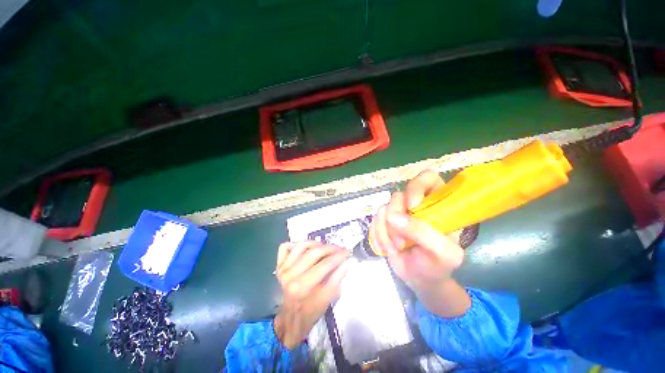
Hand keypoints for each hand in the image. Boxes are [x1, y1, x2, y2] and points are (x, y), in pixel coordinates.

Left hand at [273, 241, 348, 348]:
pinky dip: (296, 244)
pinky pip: (286, 247)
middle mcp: (291, 275)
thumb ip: (337, 278)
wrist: (291, 319)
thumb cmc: (311, 312)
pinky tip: (306, 248)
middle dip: (331, 248)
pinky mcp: (279, 265)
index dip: (339, 256)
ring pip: (301, 245)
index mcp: (302, 286)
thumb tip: (347, 262)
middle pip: (315, 252)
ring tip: (325, 248)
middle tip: (340, 249)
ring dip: (316, 244)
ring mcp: (283, 269)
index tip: (347, 252)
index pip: (325, 264)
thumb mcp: (327, 299)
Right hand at [369, 170, 469, 316]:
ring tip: (396, 248)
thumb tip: (393, 216)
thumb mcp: (442, 254)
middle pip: (399, 194)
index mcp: (439, 205)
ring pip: (384, 207)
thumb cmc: (436, 266)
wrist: (417, 279)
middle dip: (396, 218)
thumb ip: (424, 233)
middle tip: (401, 240)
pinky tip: (386, 247)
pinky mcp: (385, 220)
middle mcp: (417, 204)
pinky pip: (375, 218)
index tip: (412, 207)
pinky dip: (378, 234)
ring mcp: (399, 212)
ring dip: (386, 231)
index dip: (417, 187)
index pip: (428, 178)